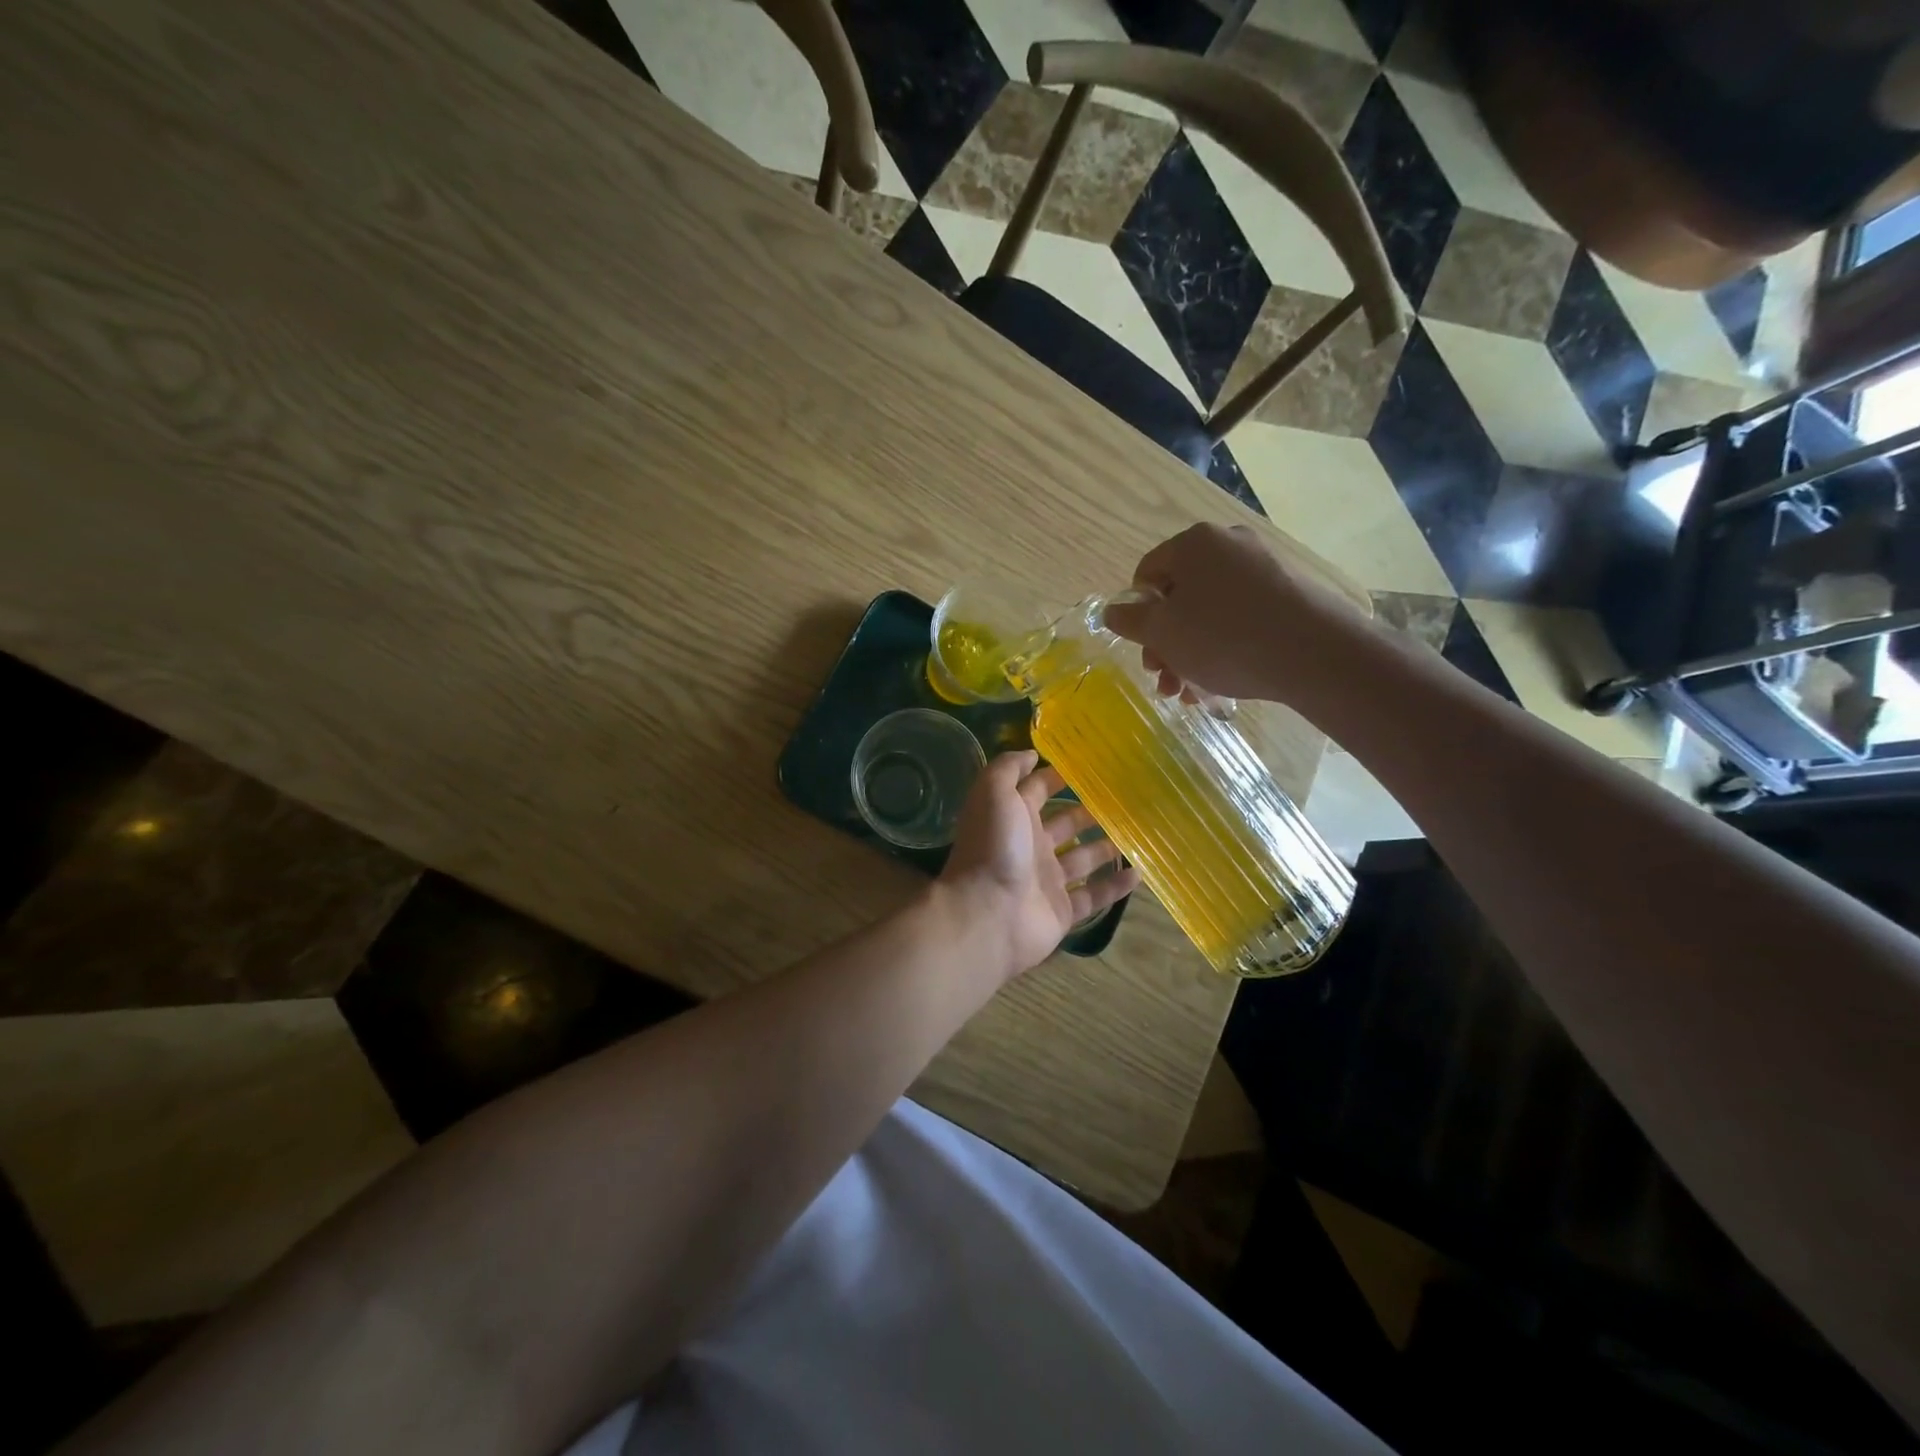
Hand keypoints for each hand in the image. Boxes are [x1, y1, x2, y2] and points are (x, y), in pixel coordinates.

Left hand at [937, 751, 1138, 980]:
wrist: (987, 914)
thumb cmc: (993, 847)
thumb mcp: (993, 793)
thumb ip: (1008, 768)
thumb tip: (1032, 754)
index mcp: (1012, 817)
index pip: (1036, 791)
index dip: (1055, 777)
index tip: (1088, 765)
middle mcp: (1029, 846)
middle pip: (1063, 824)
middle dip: (1087, 811)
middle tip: (1124, 798)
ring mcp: (1046, 880)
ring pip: (1082, 859)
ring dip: (1105, 847)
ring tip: (1138, 832)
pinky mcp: (1062, 910)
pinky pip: (1094, 896)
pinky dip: (1115, 886)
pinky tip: (1139, 873)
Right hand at [1101, 523, 1364, 703]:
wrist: (1315, 653)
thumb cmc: (1223, 637)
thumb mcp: (1163, 632)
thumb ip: (1130, 620)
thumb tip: (1112, 610)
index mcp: (1193, 544)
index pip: (1147, 573)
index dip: (1137, 614)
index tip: (1144, 648)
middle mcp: (1228, 546)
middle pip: (1179, 598)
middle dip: (1166, 644)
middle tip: (1165, 681)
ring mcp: (1262, 569)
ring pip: (1209, 615)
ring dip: (1191, 656)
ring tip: (1190, 696)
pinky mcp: (1288, 595)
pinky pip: (1240, 619)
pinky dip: (1224, 649)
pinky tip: (1220, 685)